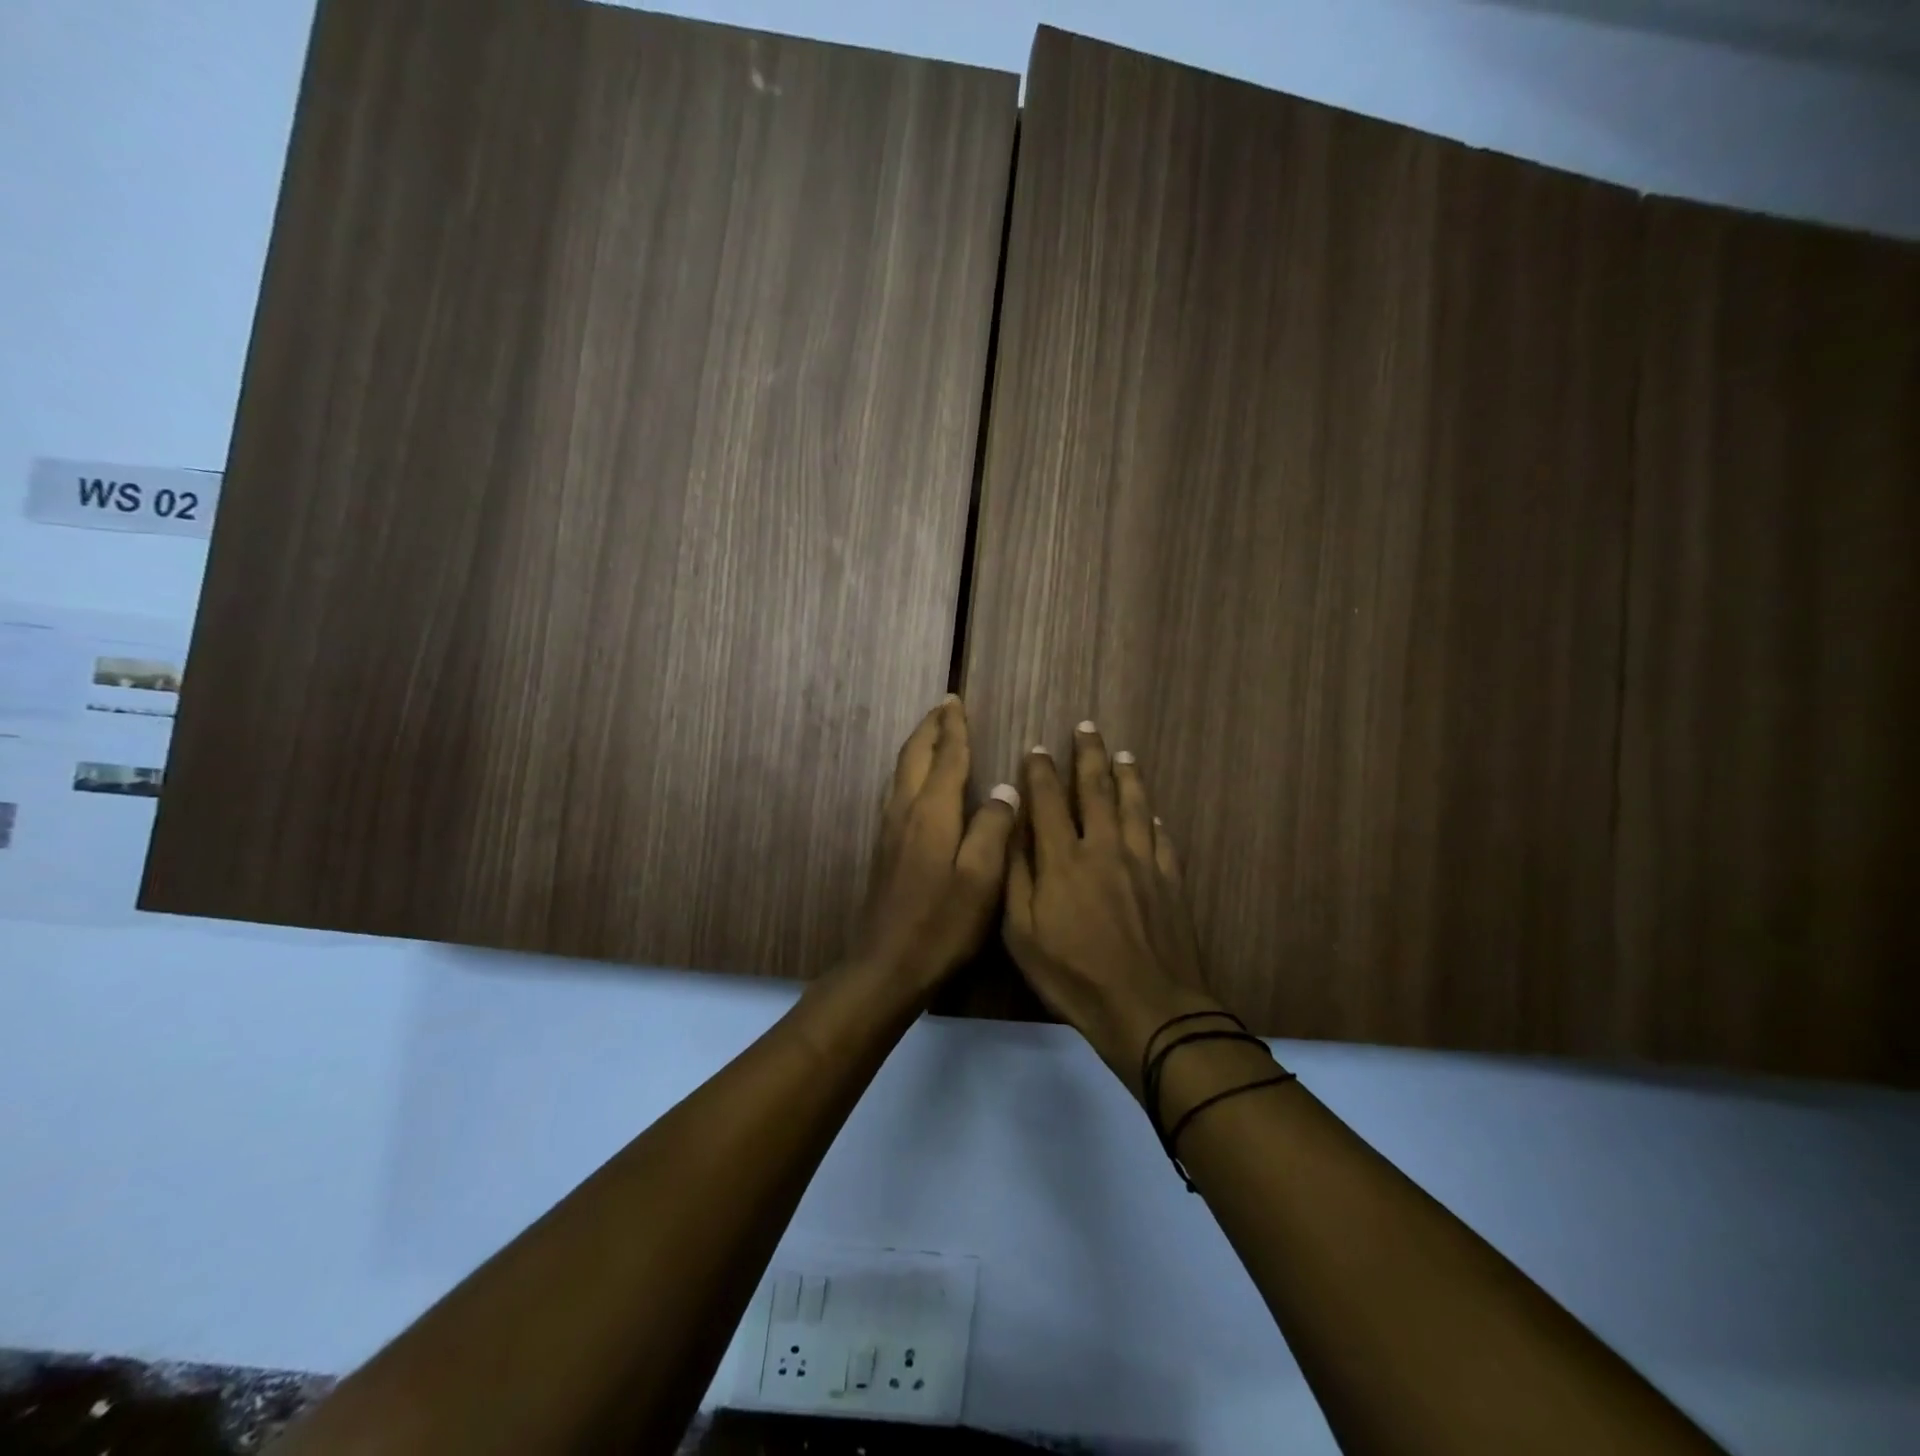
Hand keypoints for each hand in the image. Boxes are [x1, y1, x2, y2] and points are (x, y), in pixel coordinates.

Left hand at [851, 696, 1019, 995]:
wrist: (888, 964)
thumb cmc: (942, 923)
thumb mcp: (982, 878)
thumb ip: (993, 828)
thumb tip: (1004, 789)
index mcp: (932, 812)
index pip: (946, 757)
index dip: (954, 729)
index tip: (956, 701)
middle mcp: (905, 811)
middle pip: (914, 756)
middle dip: (931, 728)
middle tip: (944, 706)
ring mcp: (890, 830)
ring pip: (901, 772)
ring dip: (918, 747)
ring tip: (932, 734)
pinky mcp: (885, 848)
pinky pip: (897, 791)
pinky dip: (910, 770)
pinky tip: (917, 783)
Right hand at [1003, 723, 1222, 1095]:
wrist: (1148, 1008)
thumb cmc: (1074, 976)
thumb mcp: (1022, 934)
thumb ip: (1017, 877)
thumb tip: (1013, 829)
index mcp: (1063, 859)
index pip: (1049, 801)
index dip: (1042, 771)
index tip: (1038, 748)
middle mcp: (1103, 848)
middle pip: (1096, 790)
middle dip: (1089, 755)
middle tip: (1087, 727)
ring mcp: (1142, 862)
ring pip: (1134, 806)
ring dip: (1127, 776)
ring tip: (1123, 753)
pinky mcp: (1170, 881)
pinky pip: (1161, 839)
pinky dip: (1153, 821)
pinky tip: (1152, 814)